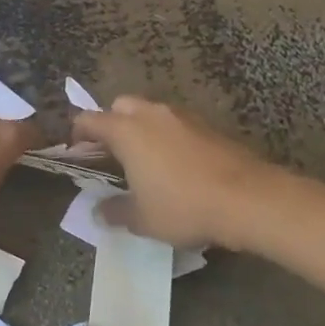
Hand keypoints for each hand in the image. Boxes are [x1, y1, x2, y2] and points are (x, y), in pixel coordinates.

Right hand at [72, 97, 271, 249]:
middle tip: (111, 154)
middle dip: (111, 124)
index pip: (89, 120)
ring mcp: (183, 116)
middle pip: (121, 106)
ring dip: (142, 129)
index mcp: (127, 130)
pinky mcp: (208, 126)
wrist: (247, 199)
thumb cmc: (183, 206)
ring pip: (151, 112)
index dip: (77, 135)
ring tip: (143, 161)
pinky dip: (168, 137)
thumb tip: (99, 211)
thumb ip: (115, 212)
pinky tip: (175, 165)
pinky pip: (176, 124)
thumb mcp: (142, 219)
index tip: (77, 153)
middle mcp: (152, 114)